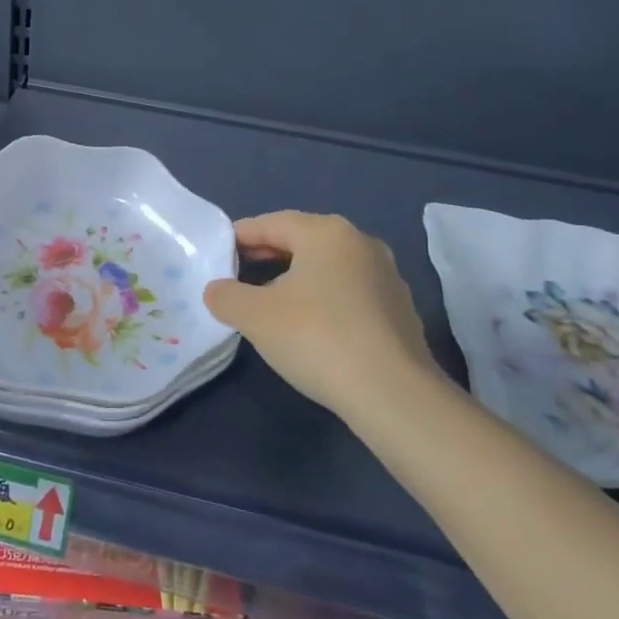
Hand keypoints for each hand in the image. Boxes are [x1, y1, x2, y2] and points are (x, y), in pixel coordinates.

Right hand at [203, 211, 434, 417]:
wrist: (393, 395)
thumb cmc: (317, 338)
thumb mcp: (254, 316)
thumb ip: (225, 296)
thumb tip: (217, 290)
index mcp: (327, 233)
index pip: (272, 223)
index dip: (241, 236)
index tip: (219, 252)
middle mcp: (361, 244)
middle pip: (303, 241)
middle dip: (268, 254)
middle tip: (238, 273)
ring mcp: (387, 277)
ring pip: (328, 267)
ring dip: (297, 278)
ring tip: (271, 302)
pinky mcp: (400, 311)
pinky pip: (350, 293)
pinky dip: (324, 300)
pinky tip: (311, 327)